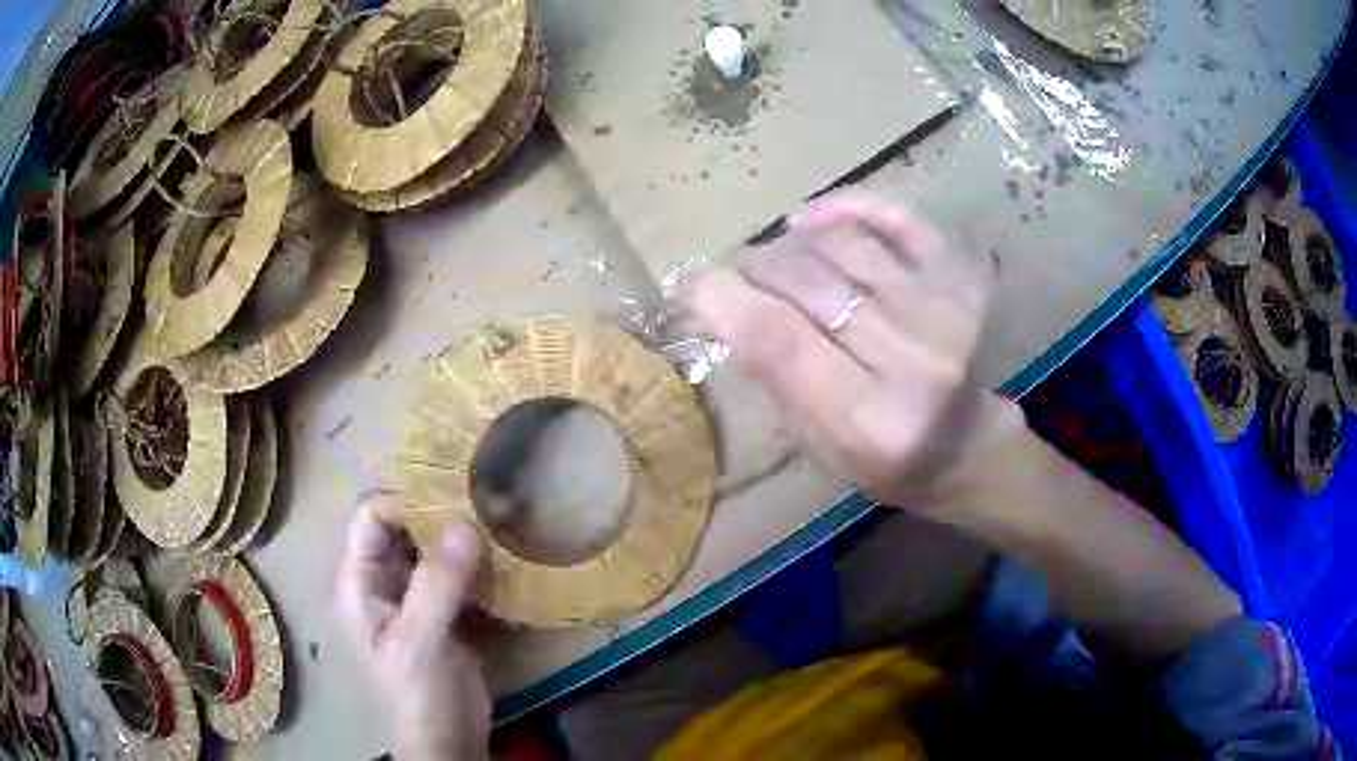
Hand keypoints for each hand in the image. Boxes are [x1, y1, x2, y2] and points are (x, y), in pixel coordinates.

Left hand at [336, 494, 489, 759]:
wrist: (448, 743)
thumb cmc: (417, 696)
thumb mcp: (419, 643)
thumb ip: (436, 586)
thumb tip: (465, 526)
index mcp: (361, 584)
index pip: (372, 519)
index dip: (405, 502)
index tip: (453, 494)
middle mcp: (384, 583)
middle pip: (405, 530)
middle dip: (440, 515)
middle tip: (486, 501)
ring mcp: (416, 599)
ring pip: (435, 551)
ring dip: (463, 538)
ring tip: (501, 520)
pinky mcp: (447, 615)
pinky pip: (459, 576)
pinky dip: (479, 565)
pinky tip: (506, 557)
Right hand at [680, 195, 1022, 507]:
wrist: (963, 446)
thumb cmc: (880, 457)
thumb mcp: (815, 445)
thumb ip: (775, 378)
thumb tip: (725, 307)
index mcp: (865, 418)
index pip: (779, 340)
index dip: (723, 300)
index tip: (693, 286)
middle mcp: (907, 356)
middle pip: (806, 281)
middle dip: (756, 269)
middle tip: (743, 280)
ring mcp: (940, 308)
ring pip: (841, 244)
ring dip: (793, 245)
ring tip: (781, 263)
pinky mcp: (958, 276)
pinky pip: (895, 218)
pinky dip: (847, 208)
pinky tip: (814, 220)